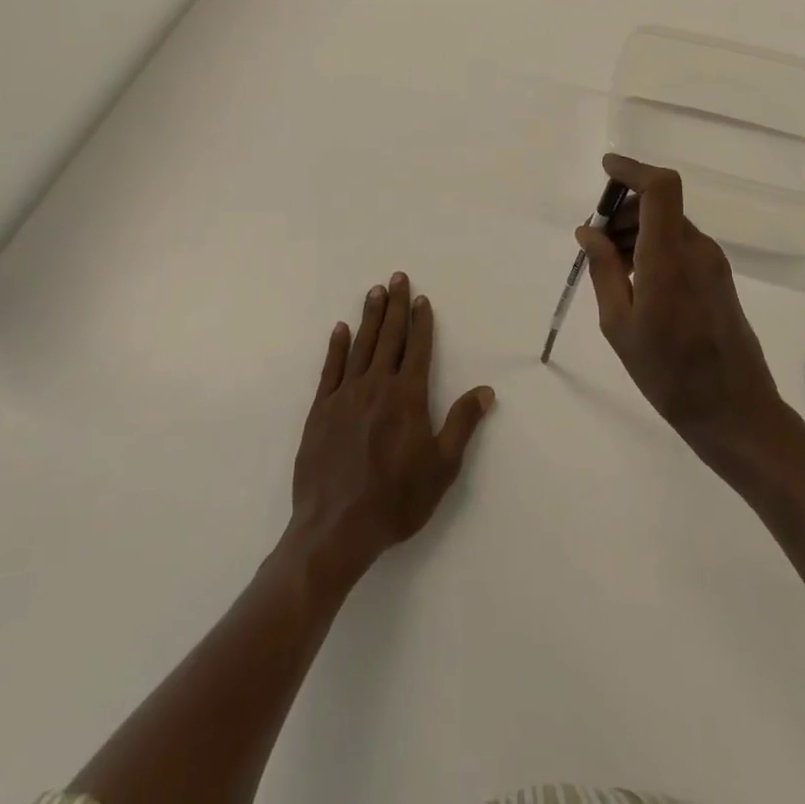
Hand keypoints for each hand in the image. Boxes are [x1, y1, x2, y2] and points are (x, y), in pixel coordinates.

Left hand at [288, 273, 494, 587]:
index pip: (417, 348)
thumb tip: (485, 390)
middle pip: (388, 337)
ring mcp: (345, 396)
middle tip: (397, 277)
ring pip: (361, 346)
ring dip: (369, 317)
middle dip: (395, 306)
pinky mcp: (320, 410)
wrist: (336, 528)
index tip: (422, 298)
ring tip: (374, 291)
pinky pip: (330, 369)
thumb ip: (462, 424)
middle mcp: (376, 386)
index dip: (421, 322)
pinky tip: (340, 329)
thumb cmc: (396, 499)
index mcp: (407, 397)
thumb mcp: (442, 467)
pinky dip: (336, 347)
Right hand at [577, 155, 796, 468]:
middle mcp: (696, 249)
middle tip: (594, 243)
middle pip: (659, 204)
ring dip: (637, 231)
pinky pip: (681, 245)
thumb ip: (603, 270)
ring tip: (610, 268)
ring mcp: (713, 263)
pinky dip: (654, 247)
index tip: (605, 170)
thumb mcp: (619, 325)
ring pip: (669, 225)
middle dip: (623, 211)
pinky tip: (636, 282)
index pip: (660, 188)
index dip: (633, 169)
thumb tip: (588, 231)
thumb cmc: (668, 373)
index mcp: (669, 256)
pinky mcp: (719, 278)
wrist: (735, 412)